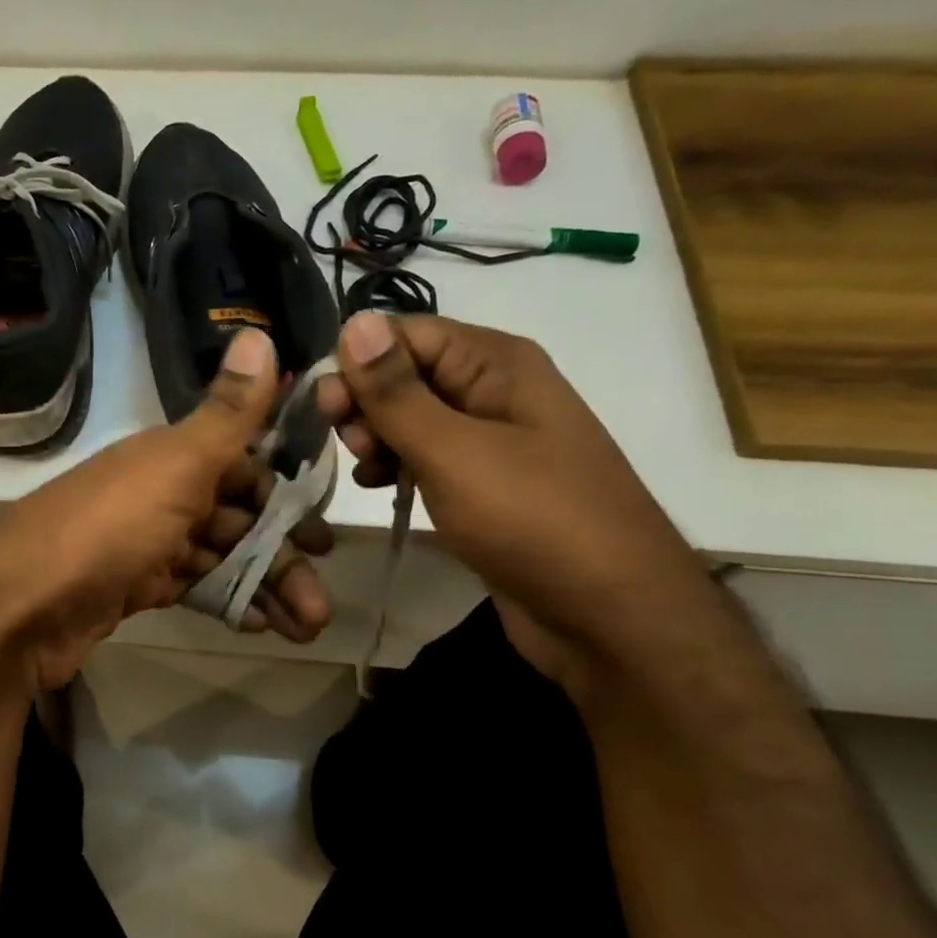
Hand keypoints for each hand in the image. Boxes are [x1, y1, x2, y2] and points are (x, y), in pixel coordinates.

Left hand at [0, 329, 333, 689]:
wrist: (19, 604)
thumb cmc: (109, 526)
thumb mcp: (176, 464)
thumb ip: (227, 413)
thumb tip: (261, 332)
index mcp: (169, 457)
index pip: (241, 464)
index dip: (285, 491)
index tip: (325, 524)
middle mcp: (158, 494)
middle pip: (235, 517)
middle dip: (283, 552)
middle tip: (324, 593)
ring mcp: (142, 544)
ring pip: (218, 558)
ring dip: (264, 585)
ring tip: (310, 622)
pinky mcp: (130, 588)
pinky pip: (191, 587)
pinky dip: (227, 601)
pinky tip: (261, 624)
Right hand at [316, 310, 715, 689]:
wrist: (610, 616)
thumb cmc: (533, 520)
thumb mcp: (454, 451)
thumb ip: (397, 392)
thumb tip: (355, 321)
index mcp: (496, 363)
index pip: (405, 334)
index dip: (359, 362)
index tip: (326, 406)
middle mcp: (493, 390)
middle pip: (405, 373)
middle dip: (366, 403)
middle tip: (349, 444)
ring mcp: (489, 440)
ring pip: (409, 418)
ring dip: (376, 437)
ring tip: (367, 472)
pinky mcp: (482, 484)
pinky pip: (425, 457)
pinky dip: (395, 467)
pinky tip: (379, 488)